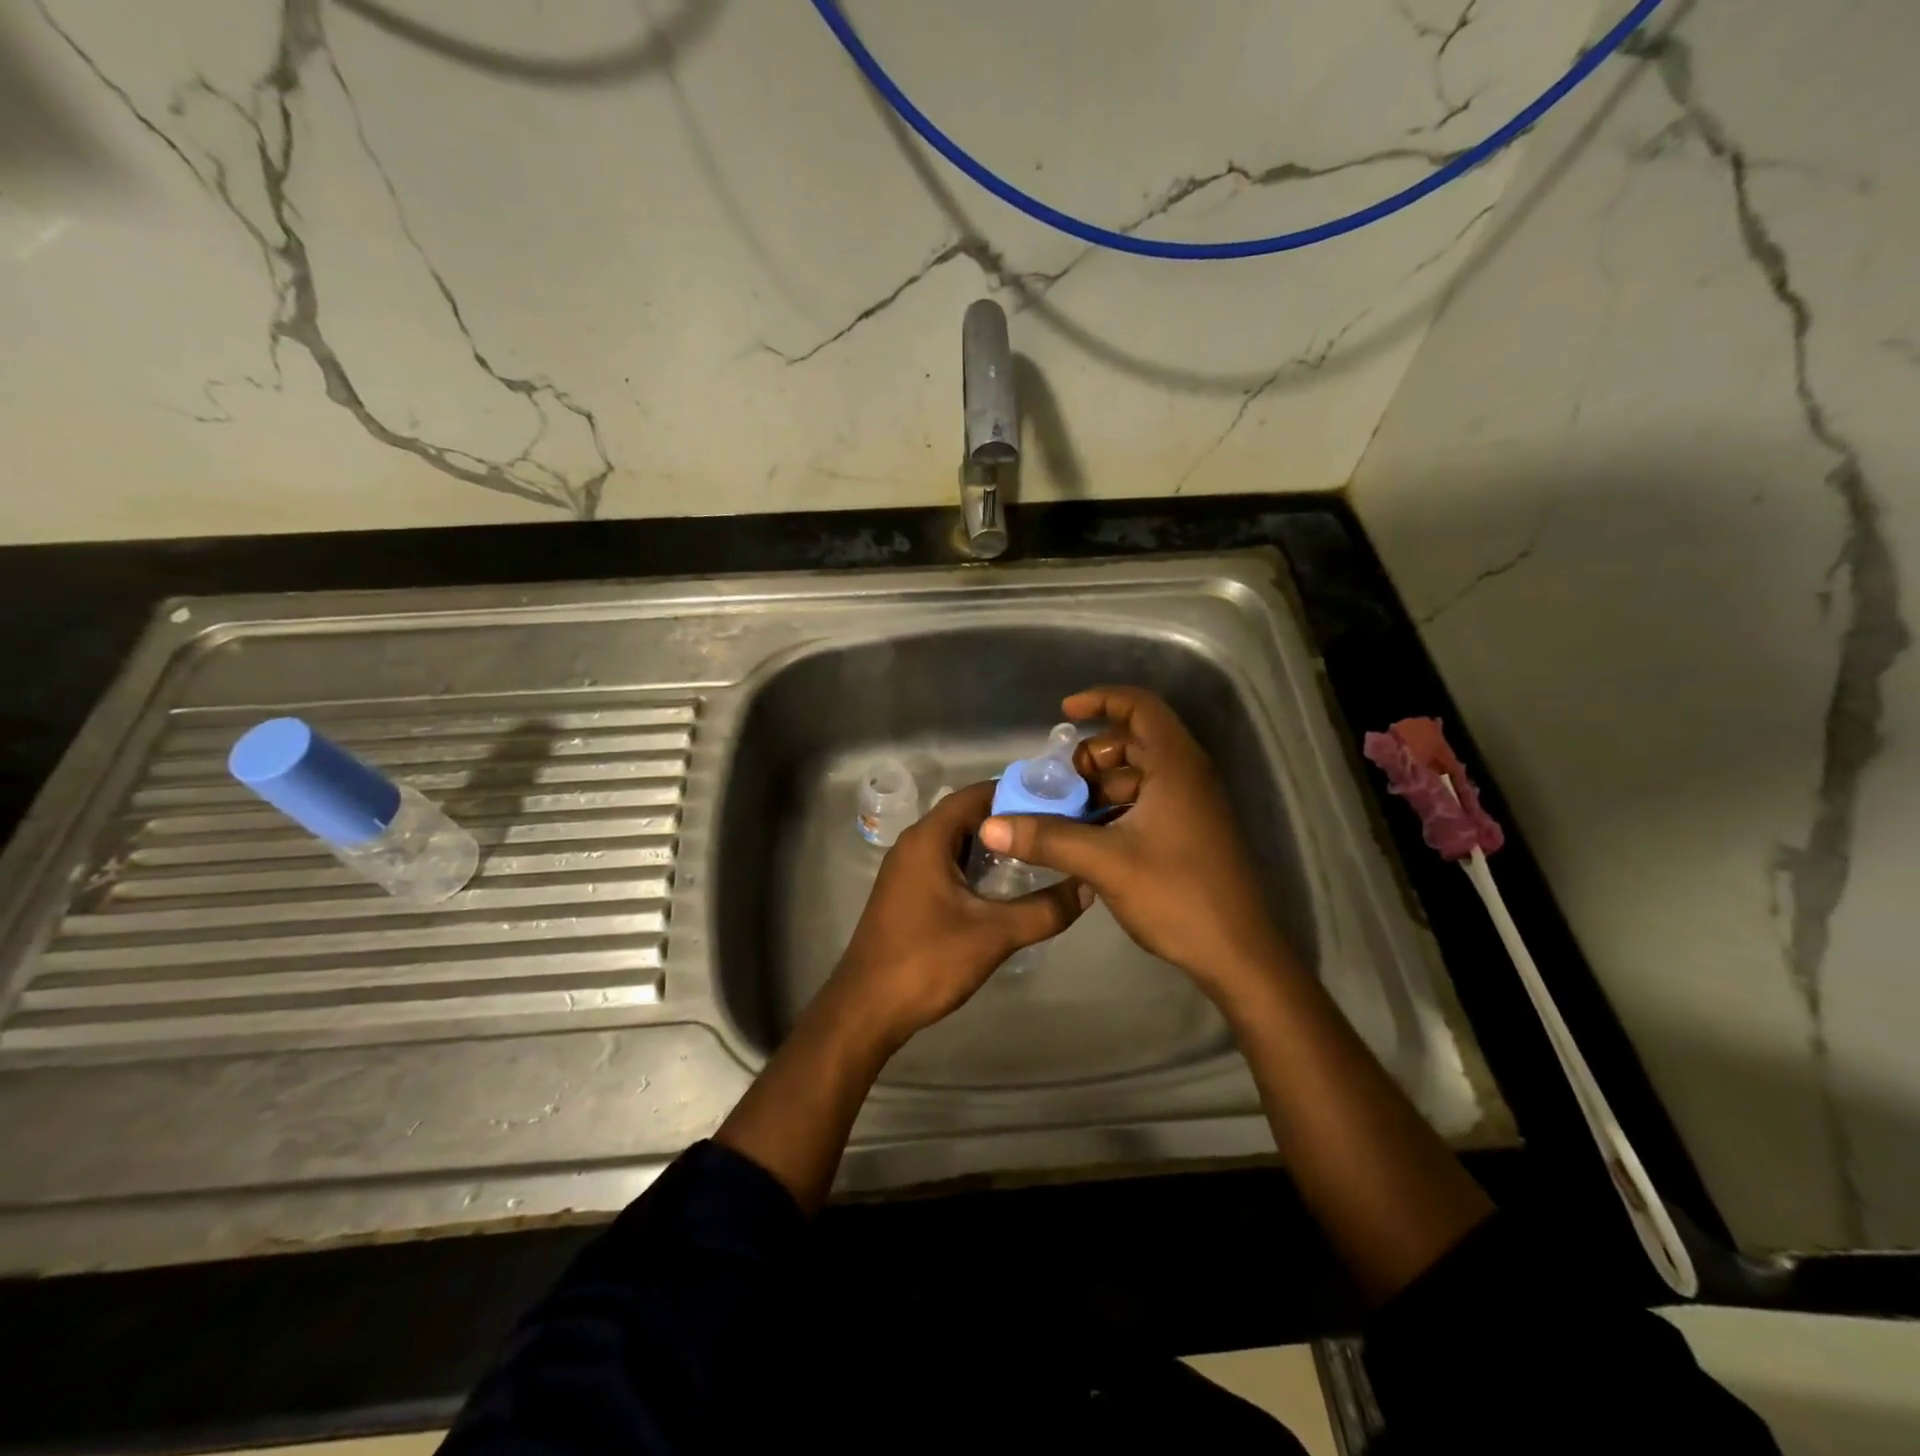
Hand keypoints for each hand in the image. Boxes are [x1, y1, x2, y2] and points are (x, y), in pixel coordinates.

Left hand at [826, 779, 1089, 1046]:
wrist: (867, 1008)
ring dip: (994, 845)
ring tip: (1040, 855)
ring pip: (957, 841)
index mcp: (928, 839)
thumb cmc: (927, 961)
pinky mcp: (908, 892)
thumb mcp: (993, 935)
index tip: (1059, 803)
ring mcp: (907, 869)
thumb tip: (1086, 887)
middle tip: (1056, 830)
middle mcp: (914, 844)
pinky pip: (947, 863)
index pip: (977, 794)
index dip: (1018, 793)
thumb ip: (1044, 910)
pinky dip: (976, 865)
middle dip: (1011, 820)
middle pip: (967, 815)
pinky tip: (1005, 886)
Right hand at [977, 687, 1291, 1001]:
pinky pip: (1147, 803)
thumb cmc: (1177, 895)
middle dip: (1091, 756)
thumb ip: (1047, 839)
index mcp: (1176, 766)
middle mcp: (1188, 776)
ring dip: (1099, 788)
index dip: (1101, 699)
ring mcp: (1192, 806)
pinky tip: (1087, 839)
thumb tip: (990, 824)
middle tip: (1057, 782)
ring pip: (1138, 777)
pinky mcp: (1190, 833)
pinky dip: (1115, 810)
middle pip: (1135, 741)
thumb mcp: (1105, 862)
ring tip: (1063, 815)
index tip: (1064, 714)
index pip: (1140, 707)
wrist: (1239, 955)